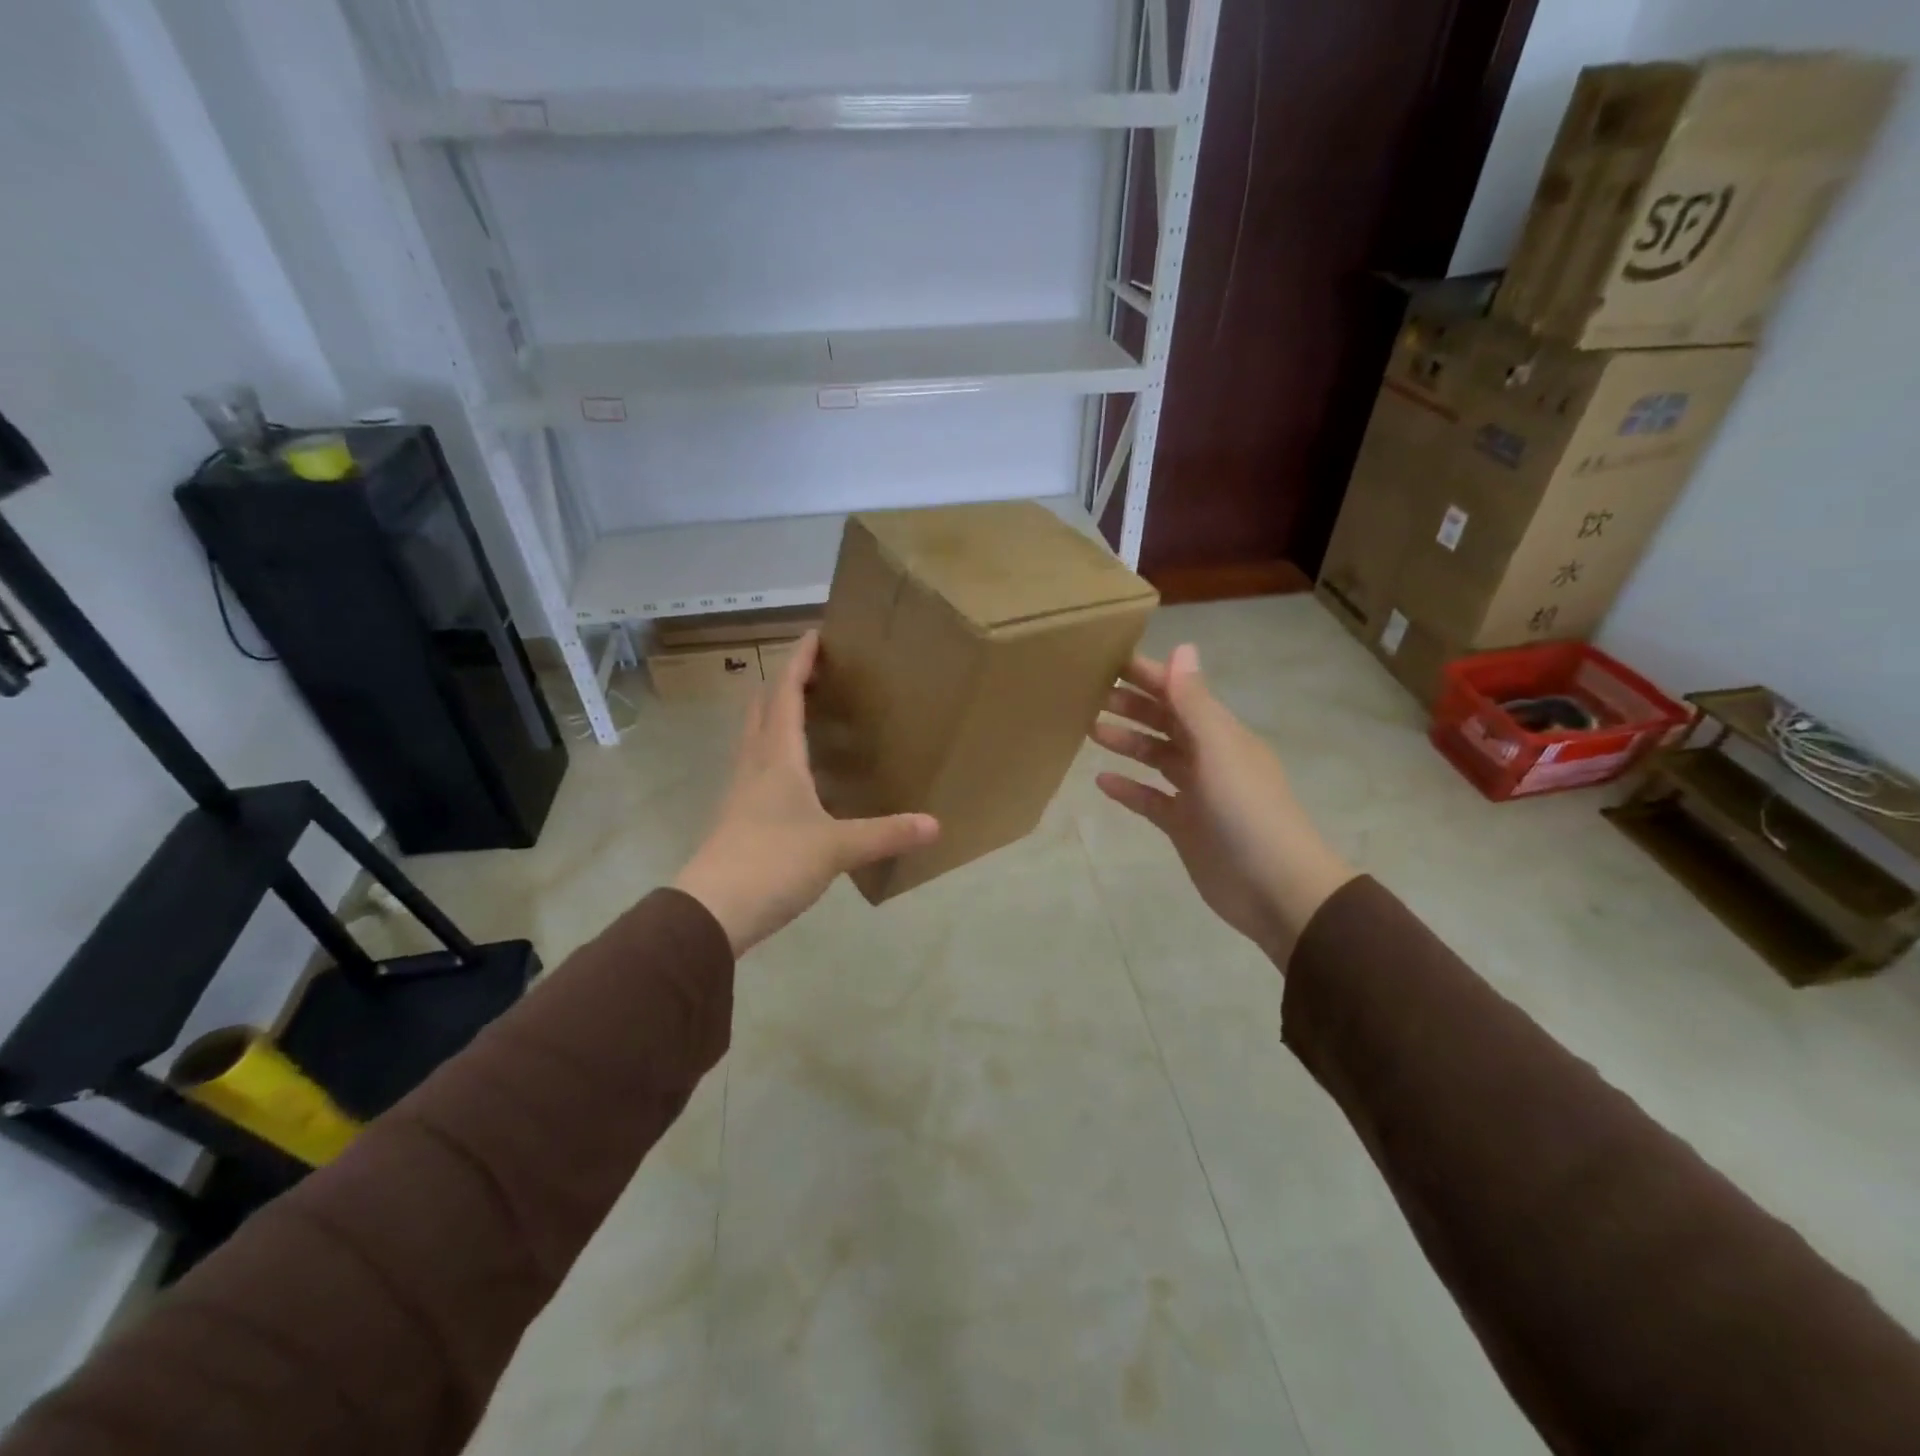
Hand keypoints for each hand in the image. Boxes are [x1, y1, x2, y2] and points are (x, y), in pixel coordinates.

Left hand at [673, 631, 938, 955]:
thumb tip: (935, 825)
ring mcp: (740, 792)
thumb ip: (886, 833)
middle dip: (782, 683)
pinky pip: (754, 767)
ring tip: (801, 712)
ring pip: (754, 737)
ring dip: (773, 715)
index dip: (799, 663)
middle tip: (811, 671)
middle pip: (761, 708)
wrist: (712, 911)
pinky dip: (772, 752)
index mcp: (777, 757)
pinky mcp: (735, 817)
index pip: (785, 695)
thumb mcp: (837, 847)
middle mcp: (754, 765)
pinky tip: (790, 774)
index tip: (815, 635)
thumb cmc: (773, 863)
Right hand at [1090, 645, 1354, 964]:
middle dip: (1132, 706)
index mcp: (1221, 734)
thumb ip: (1195, 703)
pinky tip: (1101, 781)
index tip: (1110, 662)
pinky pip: (1151, 800)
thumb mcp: (1219, 750)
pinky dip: (1128, 789)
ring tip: (1090, 730)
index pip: (1180, 694)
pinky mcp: (1184, 826)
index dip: (1149, 676)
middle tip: (1090, 695)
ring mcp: (1196, 794)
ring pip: (1156, 758)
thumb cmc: (1247, 811)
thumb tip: (1182, 647)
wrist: (1275, 888)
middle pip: (1166, 723)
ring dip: (1128, 742)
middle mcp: (1209, 758)